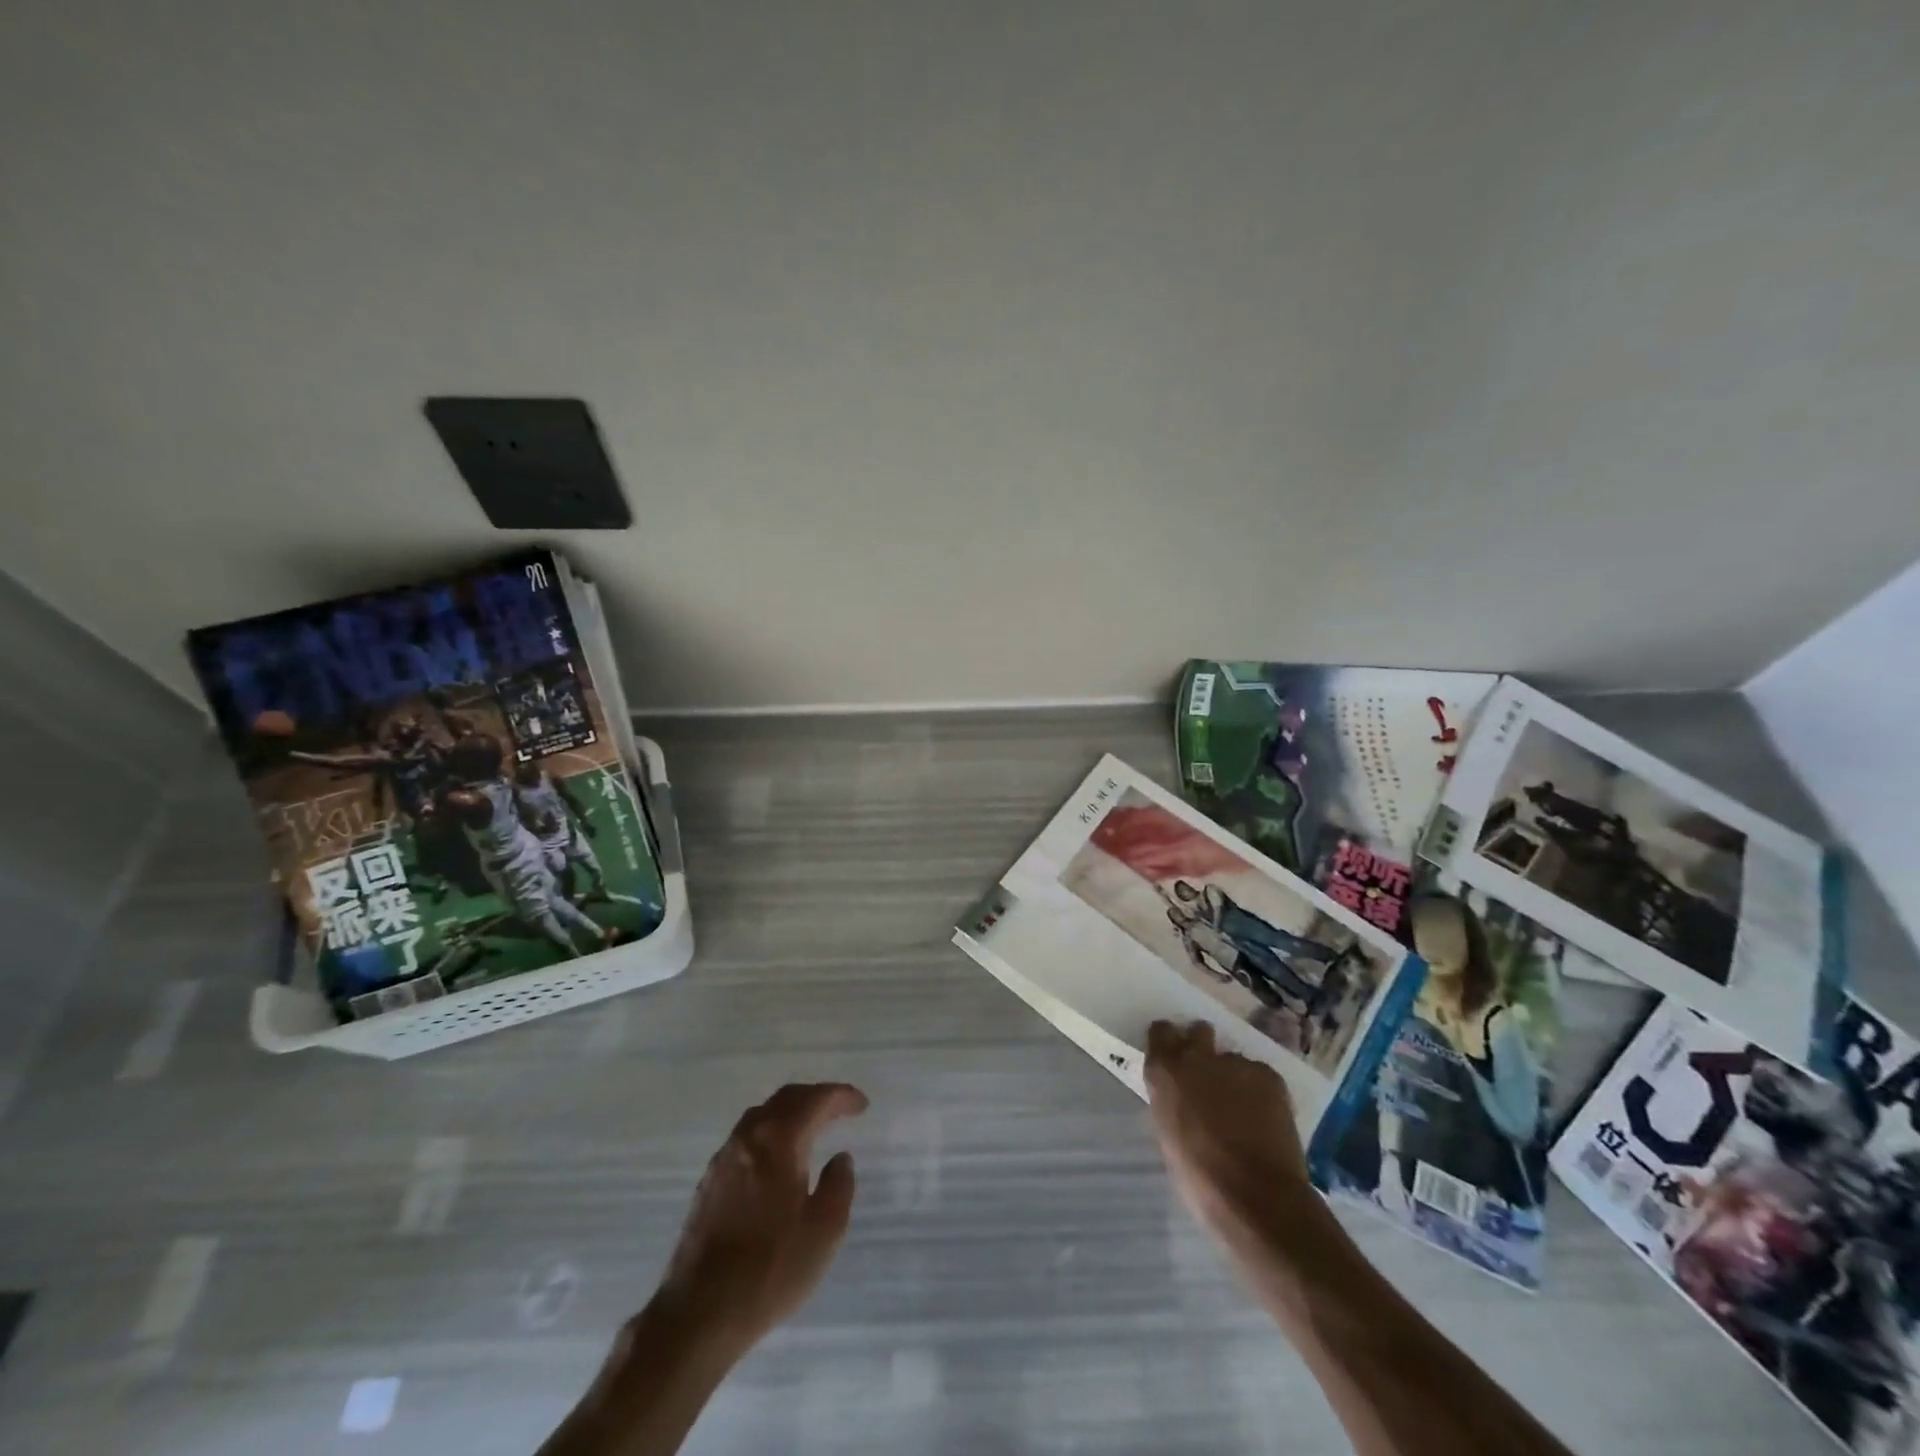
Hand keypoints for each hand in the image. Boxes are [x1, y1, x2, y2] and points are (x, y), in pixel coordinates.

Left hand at [652, 1082, 867, 1359]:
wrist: (698, 1314)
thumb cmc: (770, 1270)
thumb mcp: (824, 1232)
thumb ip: (839, 1186)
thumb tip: (840, 1158)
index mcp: (778, 1141)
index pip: (815, 1100)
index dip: (841, 1097)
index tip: (862, 1105)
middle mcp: (748, 1138)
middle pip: (785, 1099)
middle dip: (816, 1097)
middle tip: (840, 1108)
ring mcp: (724, 1159)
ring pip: (762, 1115)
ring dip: (791, 1112)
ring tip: (812, 1128)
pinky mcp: (709, 1183)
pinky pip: (747, 1138)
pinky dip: (771, 1133)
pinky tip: (778, 1159)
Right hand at [1145, 1020, 1312, 1243]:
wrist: (1256, 1196)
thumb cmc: (1199, 1177)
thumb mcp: (1168, 1134)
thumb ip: (1172, 1103)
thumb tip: (1182, 1098)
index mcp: (1164, 1072)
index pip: (1160, 1033)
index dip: (1168, 1043)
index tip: (1173, 1057)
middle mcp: (1196, 1057)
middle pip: (1198, 1031)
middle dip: (1203, 1047)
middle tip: (1209, 1076)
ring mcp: (1235, 1062)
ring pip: (1233, 1060)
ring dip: (1233, 1077)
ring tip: (1245, 1110)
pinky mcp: (1268, 1075)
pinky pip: (1259, 1076)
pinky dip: (1259, 1092)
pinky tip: (1265, 1119)